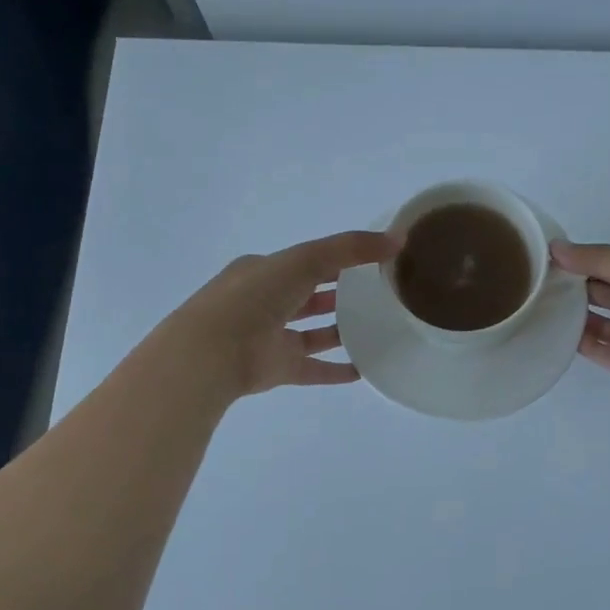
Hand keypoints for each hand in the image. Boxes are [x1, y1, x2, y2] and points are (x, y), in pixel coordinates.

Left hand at [171, 231, 395, 398]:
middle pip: (309, 296)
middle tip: (379, 296)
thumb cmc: (255, 297)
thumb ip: (350, 248)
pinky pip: (313, 369)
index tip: (374, 262)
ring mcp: (271, 338)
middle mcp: (266, 303)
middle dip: (339, 294)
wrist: (212, 353)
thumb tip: (397, 239)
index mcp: (265, 271)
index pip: (307, 261)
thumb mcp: (304, 259)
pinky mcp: (277, 369)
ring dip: (339, 331)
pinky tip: (363, 370)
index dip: (338, 259)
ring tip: (377, 330)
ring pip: (311, 333)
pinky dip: (336, 370)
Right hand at [551, 240, 609, 403]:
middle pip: (608, 293)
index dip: (587, 259)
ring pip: (603, 323)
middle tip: (540, 279)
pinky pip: (601, 352)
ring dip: (577, 314)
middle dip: (579, 285)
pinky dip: (580, 343)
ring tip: (542, 304)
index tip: (551, 256)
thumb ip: (599, 259)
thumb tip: (554, 249)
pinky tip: (554, 332)